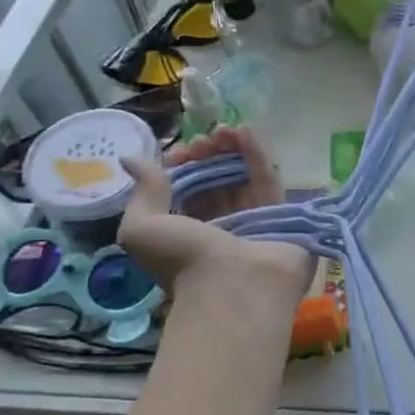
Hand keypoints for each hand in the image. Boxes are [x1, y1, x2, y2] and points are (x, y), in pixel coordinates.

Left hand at [119, 126, 312, 300]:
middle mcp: (221, 226)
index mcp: (187, 234)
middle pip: (217, 181)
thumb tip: (132, 159)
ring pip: (243, 177)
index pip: (187, 192)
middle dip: (209, 156)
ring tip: (226, 130)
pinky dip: (257, 154)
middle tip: (206, 140)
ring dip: (233, 150)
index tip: (181, 153)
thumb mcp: (142, 228)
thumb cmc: (183, 260)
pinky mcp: (281, 213)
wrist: (235, 285)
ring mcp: (253, 220)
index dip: (183, 168)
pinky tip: (245, 131)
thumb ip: (142, 191)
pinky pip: (268, 179)